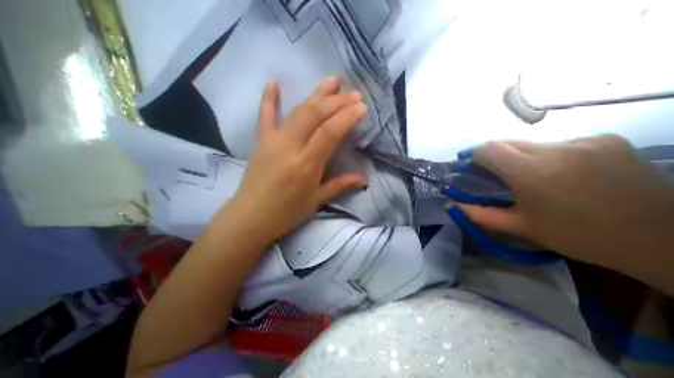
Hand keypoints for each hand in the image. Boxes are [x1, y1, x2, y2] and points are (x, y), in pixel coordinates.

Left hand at [220, 76, 366, 241]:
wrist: (250, 217)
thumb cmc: (286, 213)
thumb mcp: (316, 201)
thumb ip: (340, 185)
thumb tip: (363, 178)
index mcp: (306, 165)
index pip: (329, 132)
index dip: (346, 117)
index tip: (361, 107)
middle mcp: (290, 148)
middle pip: (314, 115)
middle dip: (336, 102)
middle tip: (353, 94)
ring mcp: (272, 141)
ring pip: (297, 112)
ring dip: (316, 94)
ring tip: (332, 81)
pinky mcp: (260, 141)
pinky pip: (265, 116)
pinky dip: (268, 99)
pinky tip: (272, 82)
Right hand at [458, 136, 673, 274]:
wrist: (662, 239)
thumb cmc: (579, 236)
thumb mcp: (522, 227)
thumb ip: (481, 214)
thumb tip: (452, 205)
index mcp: (532, 173)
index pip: (489, 149)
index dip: (473, 154)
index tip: (467, 163)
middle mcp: (555, 150)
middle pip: (507, 142)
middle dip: (493, 154)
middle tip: (492, 172)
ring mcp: (582, 142)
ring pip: (531, 143)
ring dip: (520, 156)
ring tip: (528, 176)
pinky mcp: (603, 140)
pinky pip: (558, 144)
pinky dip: (547, 155)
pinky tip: (559, 172)